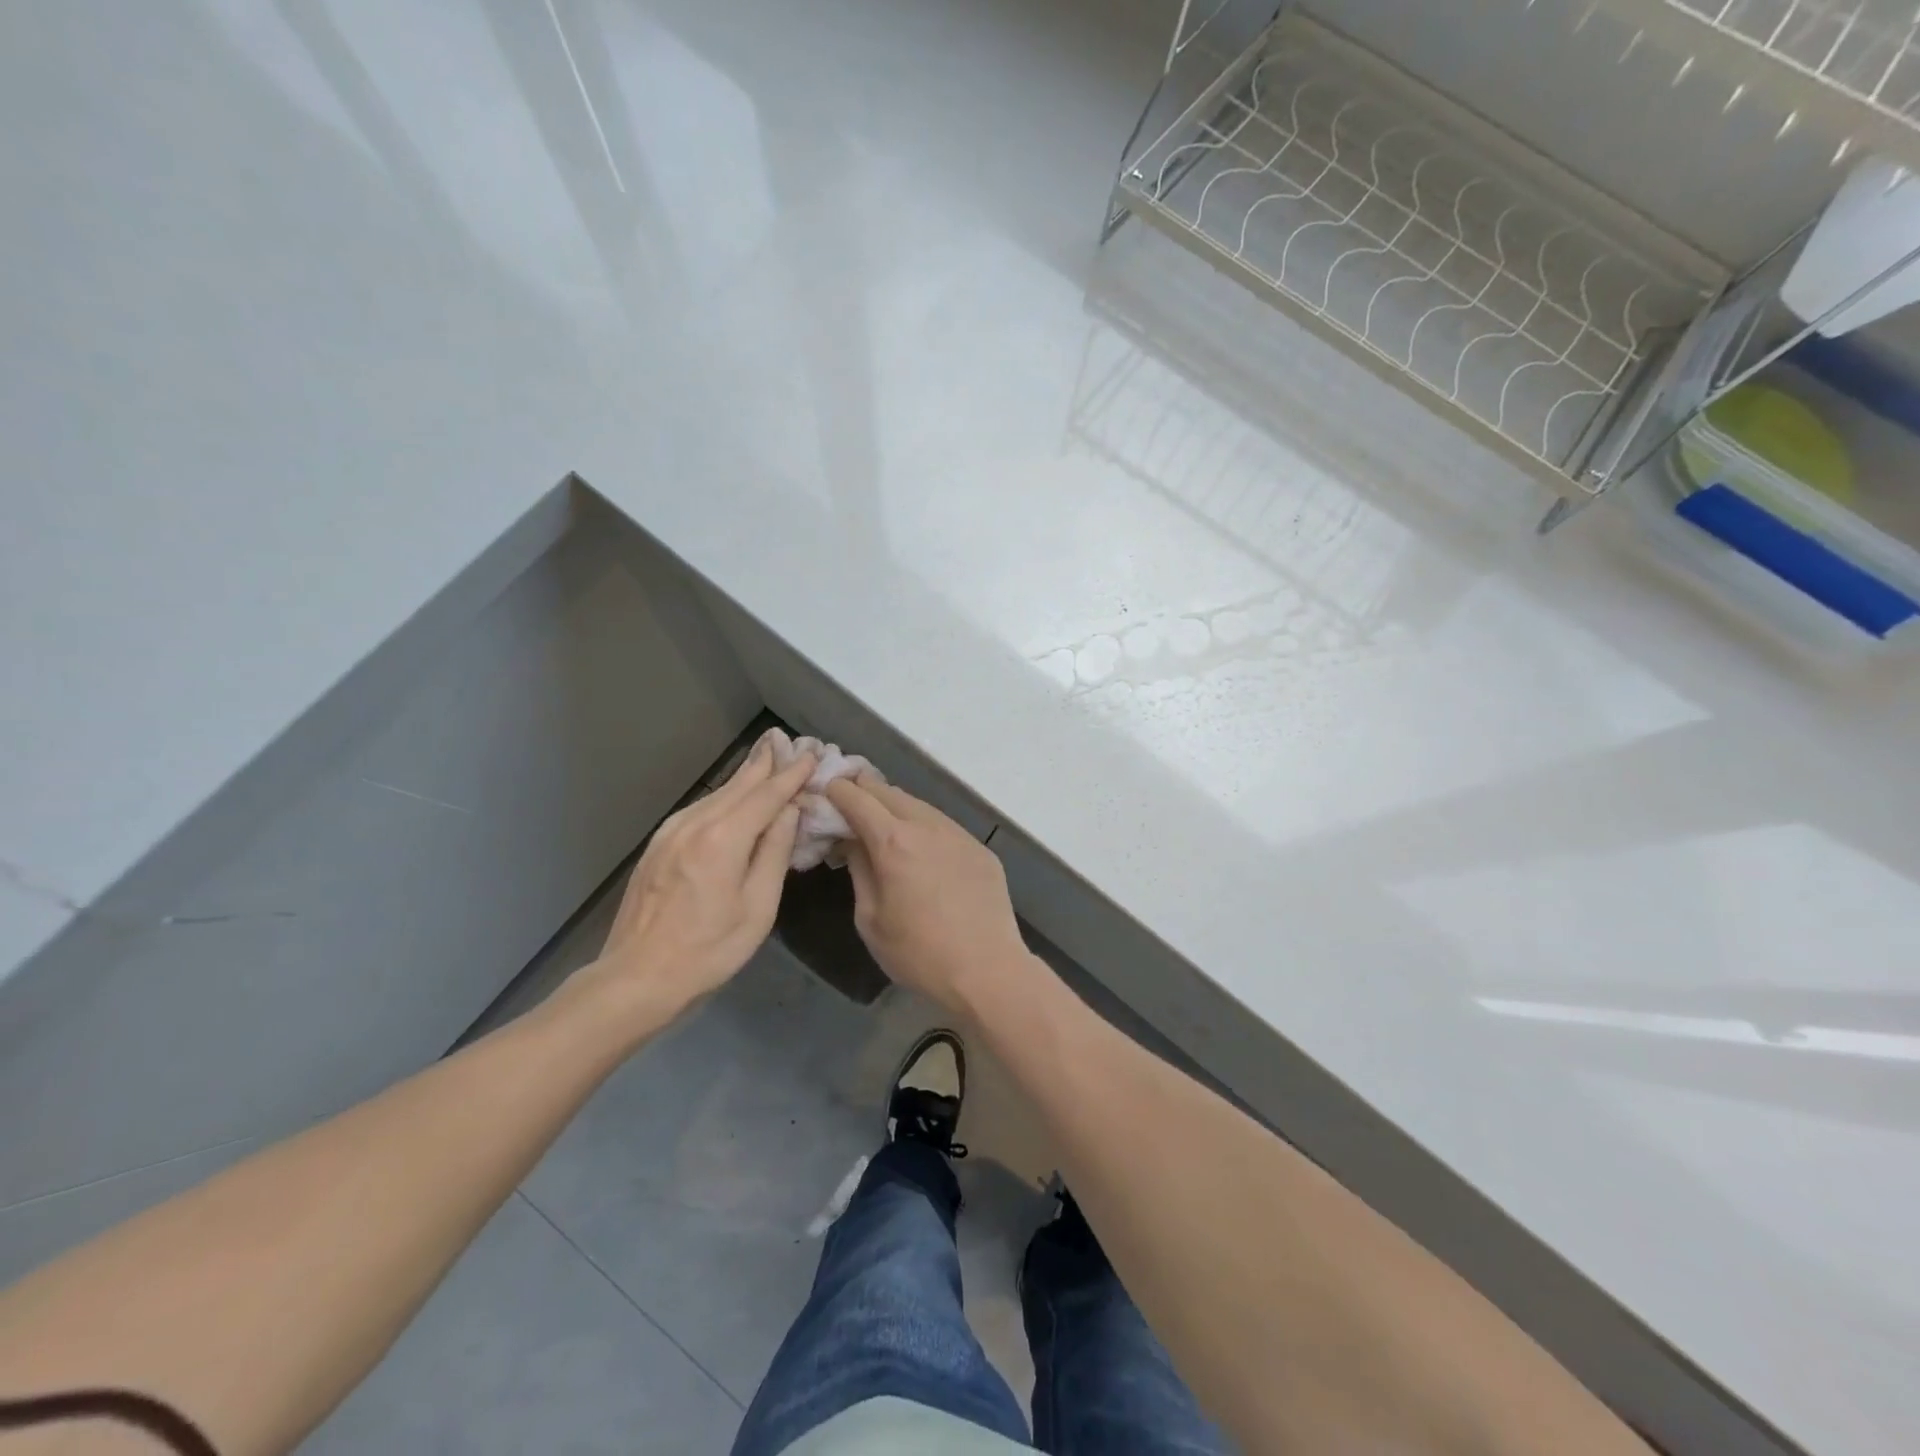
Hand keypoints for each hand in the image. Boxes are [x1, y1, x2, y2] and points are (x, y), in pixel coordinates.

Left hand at [578, 738, 815, 1029]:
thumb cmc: (708, 950)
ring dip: (746, 775)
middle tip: (787, 739)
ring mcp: (671, 831)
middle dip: (766, 761)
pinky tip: (735, 796)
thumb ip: (774, 852)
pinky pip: (701, 808)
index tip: (812, 753)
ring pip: (718, 793)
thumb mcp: (757, 907)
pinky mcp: (659, 844)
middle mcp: (695, 823)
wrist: (637, 977)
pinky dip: (725, 796)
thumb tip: (789, 811)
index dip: (792, 773)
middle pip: (739, 784)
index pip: (767, 794)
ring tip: (768, 758)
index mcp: (724, 838)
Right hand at [824, 775, 1032, 1011]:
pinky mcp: (980, 847)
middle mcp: (927, 825)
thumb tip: (852, 842)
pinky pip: (943, 825)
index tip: (825, 794)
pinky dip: (923, 827)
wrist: (988, 970)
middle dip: (863, 792)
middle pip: (888, 791)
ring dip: (895, 808)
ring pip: (918, 805)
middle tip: (848, 807)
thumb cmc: (919, 953)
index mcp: (893, 841)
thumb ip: (859, 870)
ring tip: (883, 827)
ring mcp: (958, 833)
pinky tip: (921, 851)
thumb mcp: (870, 919)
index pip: (857, 797)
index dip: (836, 790)